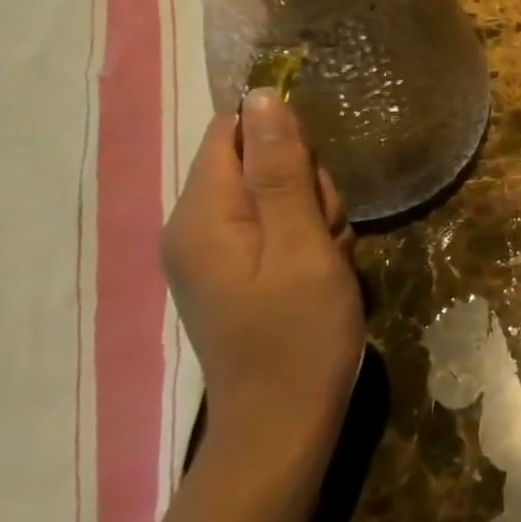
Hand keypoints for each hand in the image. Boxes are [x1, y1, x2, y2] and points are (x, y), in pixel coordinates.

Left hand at [162, 89, 364, 457]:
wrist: (284, 425)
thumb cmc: (299, 334)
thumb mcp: (303, 244)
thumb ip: (282, 169)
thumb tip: (263, 96)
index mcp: (201, 214)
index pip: (234, 130)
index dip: (284, 141)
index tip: (314, 184)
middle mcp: (194, 226)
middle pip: (258, 161)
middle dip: (305, 186)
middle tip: (326, 235)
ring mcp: (212, 252)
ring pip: (275, 194)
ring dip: (314, 215)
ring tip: (327, 261)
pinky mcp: (233, 271)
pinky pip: (275, 227)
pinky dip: (306, 239)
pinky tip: (320, 273)